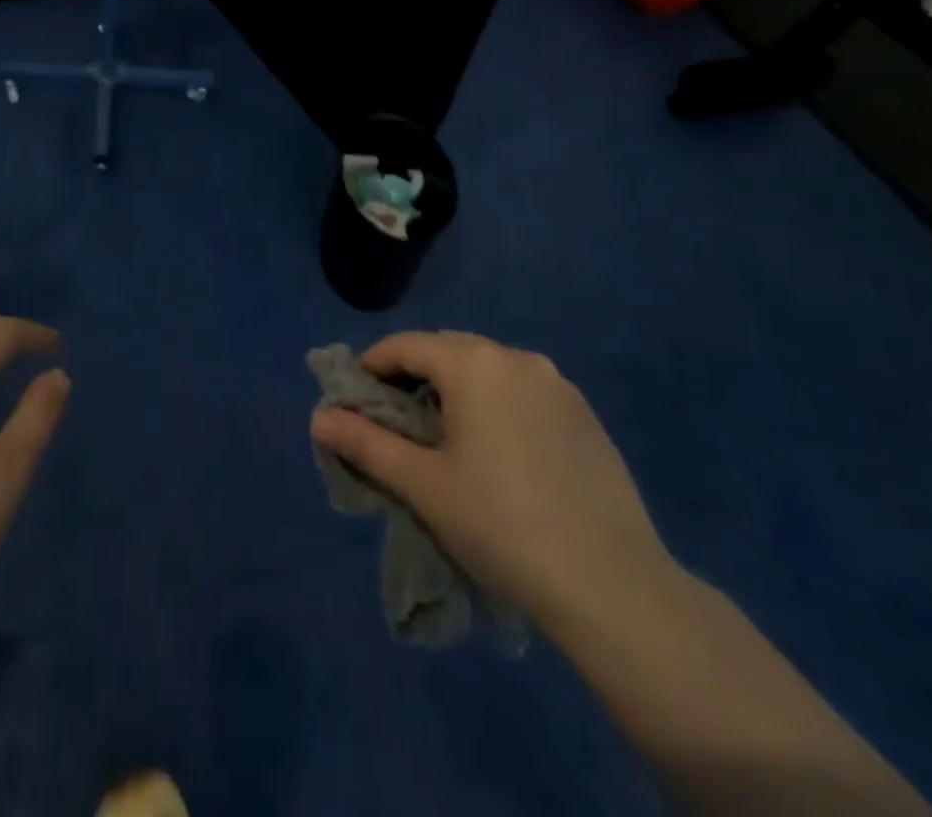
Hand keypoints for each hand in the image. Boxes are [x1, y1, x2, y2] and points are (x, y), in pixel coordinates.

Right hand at [310, 331, 677, 635]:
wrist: (612, 584)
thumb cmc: (501, 525)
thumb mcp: (422, 484)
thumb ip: (365, 443)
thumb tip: (319, 418)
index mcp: (474, 364)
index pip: (407, 345)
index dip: (373, 366)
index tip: (355, 399)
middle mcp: (517, 358)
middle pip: (448, 350)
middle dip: (415, 375)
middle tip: (396, 422)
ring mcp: (558, 385)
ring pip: (488, 369)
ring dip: (457, 389)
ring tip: (445, 438)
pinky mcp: (585, 415)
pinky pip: (523, 392)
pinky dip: (496, 405)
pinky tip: (499, 453)